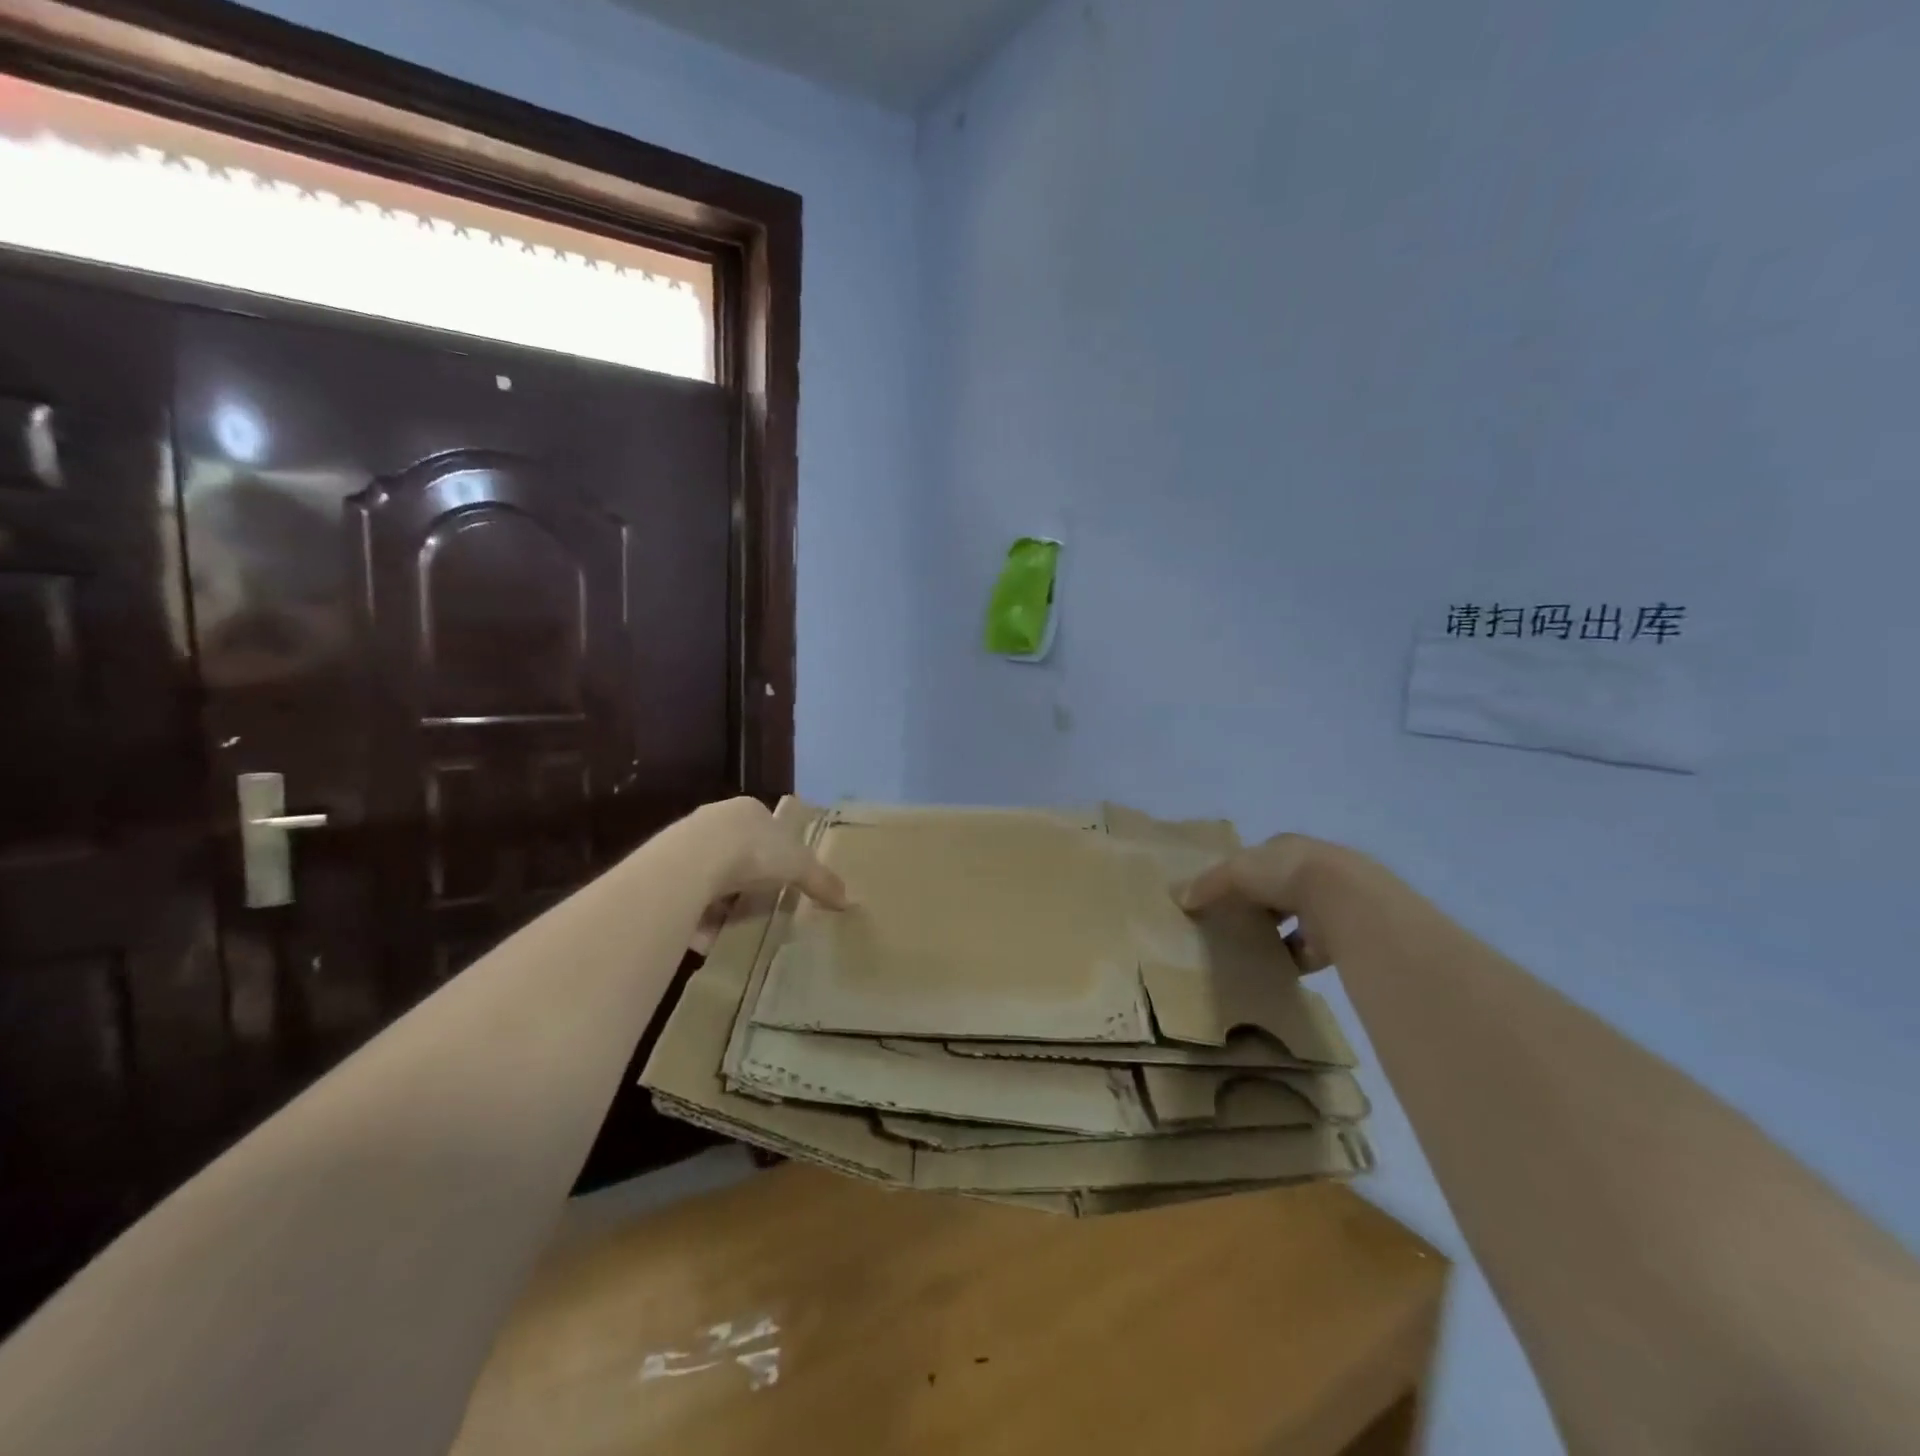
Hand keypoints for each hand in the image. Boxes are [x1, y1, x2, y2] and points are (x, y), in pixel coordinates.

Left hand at [690, 797, 846, 952]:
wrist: (692, 862)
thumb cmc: (753, 852)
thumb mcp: (799, 865)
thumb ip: (821, 880)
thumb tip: (847, 900)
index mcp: (749, 810)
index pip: (765, 827)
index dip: (775, 853)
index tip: (781, 879)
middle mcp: (715, 819)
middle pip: (736, 851)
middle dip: (746, 880)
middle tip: (758, 905)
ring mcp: (684, 842)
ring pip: (709, 875)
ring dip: (719, 902)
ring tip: (731, 928)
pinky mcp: (663, 869)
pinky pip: (686, 897)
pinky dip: (697, 917)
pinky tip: (705, 937)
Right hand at [1178, 833, 1338, 973]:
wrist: (1345, 900)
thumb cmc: (1285, 873)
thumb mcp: (1235, 871)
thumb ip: (1207, 884)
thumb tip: (1180, 897)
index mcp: (1287, 847)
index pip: (1260, 858)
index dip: (1240, 873)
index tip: (1221, 893)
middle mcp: (1311, 870)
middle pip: (1278, 888)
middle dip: (1259, 905)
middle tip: (1231, 924)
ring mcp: (1330, 902)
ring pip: (1296, 918)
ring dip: (1277, 933)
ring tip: (1250, 949)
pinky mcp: (1341, 935)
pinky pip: (1310, 950)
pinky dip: (1293, 959)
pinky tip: (1273, 969)